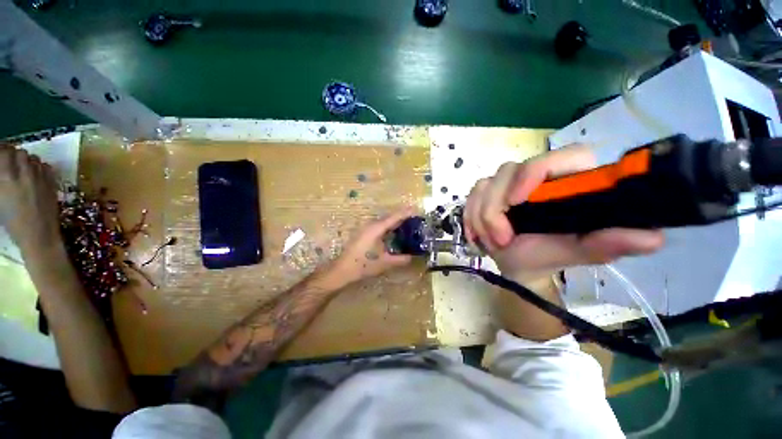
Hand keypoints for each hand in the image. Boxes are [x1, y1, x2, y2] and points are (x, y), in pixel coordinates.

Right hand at [0, 144, 61, 256]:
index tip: (0, 153)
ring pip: (33, 157)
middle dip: (13, 154)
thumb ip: (1, 180)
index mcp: (6, 177)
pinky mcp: (52, 182)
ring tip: (22, 168)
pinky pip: (45, 166)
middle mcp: (23, 173)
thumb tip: (3, 170)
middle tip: (10, 161)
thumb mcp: (0, 199)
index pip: (3, 151)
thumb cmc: (13, 222)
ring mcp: (40, 177)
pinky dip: (39, 167)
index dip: (1, 150)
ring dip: (26, 160)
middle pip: (19, 152)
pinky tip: (34, 175)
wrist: (39, 234)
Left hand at [330, 207, 415, 284]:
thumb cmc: (363, 265)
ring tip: (406, 225)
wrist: (342, 270)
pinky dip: (387, 228)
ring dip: (394, 222)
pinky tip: (392, 234)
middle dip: (401, 217)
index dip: (405, 213)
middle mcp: (371, 225)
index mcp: (376, 229)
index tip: (416, 210)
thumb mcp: (385, 263)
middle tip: (414, 219)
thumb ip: (401, 259)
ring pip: (383, 222)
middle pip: (389, 218)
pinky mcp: (362, 234)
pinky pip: (378, 227)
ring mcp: (365, 229)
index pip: (394, 217)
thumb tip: (412, 257)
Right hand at [464, 145, 663, 278]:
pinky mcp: (487, 190)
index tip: (518, 202)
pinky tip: (477, 234)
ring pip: (485, 184)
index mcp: (569, 181)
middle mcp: (538, 175)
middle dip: (496, 208)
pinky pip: (471, 194)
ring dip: (480, 216)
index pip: (560, 156)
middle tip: (501, 240)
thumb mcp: (579, 252)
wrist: (519, 263)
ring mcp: (508, 181)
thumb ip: (609, 244)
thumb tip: (652, 238)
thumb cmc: (549, 255)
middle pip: (509, 171)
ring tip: (490, 241)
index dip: (535, 173)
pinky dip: (470, 215)